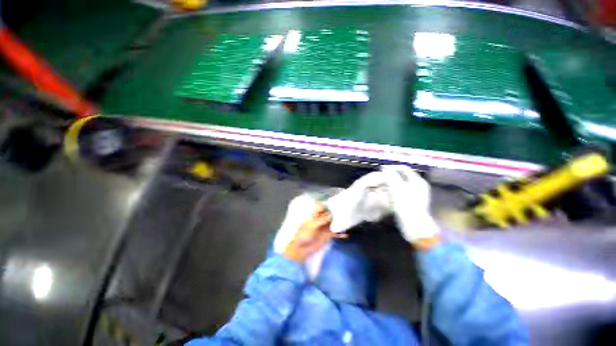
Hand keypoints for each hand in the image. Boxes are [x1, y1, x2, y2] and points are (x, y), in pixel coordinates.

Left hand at [283, 204, 347, 261]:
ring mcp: (325, 227)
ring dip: (339, 222)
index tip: (336, 202)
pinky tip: (346, 235)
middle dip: (336, 212)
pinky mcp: (328, 235)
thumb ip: (322, 219)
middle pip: (329, 214)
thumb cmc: (304, 234)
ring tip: (348, 220)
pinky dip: (340, 234)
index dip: (328, 204)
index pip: (322, 207)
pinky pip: (335, 233)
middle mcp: (320, 219)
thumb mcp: (312, 224)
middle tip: (345, 210)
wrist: (301, 248)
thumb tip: (331, 215)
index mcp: (314, 215)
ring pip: (334, 222)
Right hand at [381, 165, 439, 246]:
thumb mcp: (397, 188)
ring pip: (402, 184)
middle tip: (381, 177)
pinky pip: (402, 192)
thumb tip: (385, 169)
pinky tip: (388, 194)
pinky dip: (395, 191)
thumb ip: (391, 176)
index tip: (381, 169)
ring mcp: (417, 194)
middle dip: (391, 176)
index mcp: (417, 181)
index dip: (392, 167)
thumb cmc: (406, 205)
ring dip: (392, 183)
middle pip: (403, 176)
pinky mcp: (413, 202)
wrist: (415, 226)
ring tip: (382, 185)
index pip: (404, 168)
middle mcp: (419, 186)